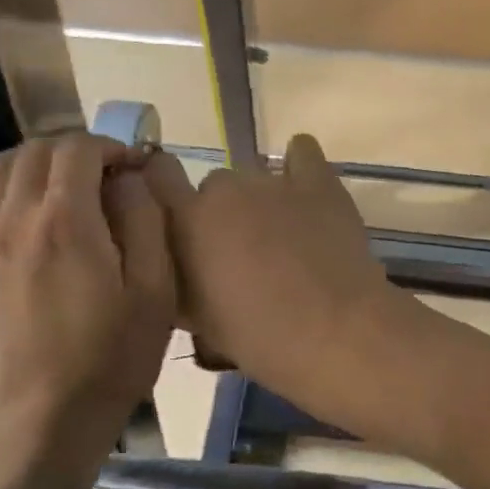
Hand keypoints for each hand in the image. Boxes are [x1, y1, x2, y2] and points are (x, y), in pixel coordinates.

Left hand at [0, 135, 174, 488]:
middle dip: (75, 152)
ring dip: (31, 160)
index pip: (79, 150)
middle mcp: (15, 216)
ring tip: (57, 184)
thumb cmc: (110, 356)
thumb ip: (147, 221)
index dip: (111, 148)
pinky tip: (10, 195)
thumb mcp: (155, 291)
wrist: (40, 416)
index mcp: (67, 220)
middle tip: (103, 179)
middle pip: (36, 151)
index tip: (132, 169)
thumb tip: (131, 178)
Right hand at [145, 135, 405, 400]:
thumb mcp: (196, 318)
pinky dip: (300, 167)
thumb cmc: (257, 336)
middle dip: (223, 211)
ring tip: (283, 234)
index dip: (165, 187)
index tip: (177, 210)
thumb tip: (173, 260)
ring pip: (255, 175)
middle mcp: (225, 189)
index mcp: (187, 220)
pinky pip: (302, 152)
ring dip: (261, 199)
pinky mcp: (318, 181)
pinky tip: (306, 194)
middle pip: (215, 185)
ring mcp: (273, 181)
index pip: (158, 174)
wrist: (331, 333)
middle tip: (241, 248)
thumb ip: (175, 277)